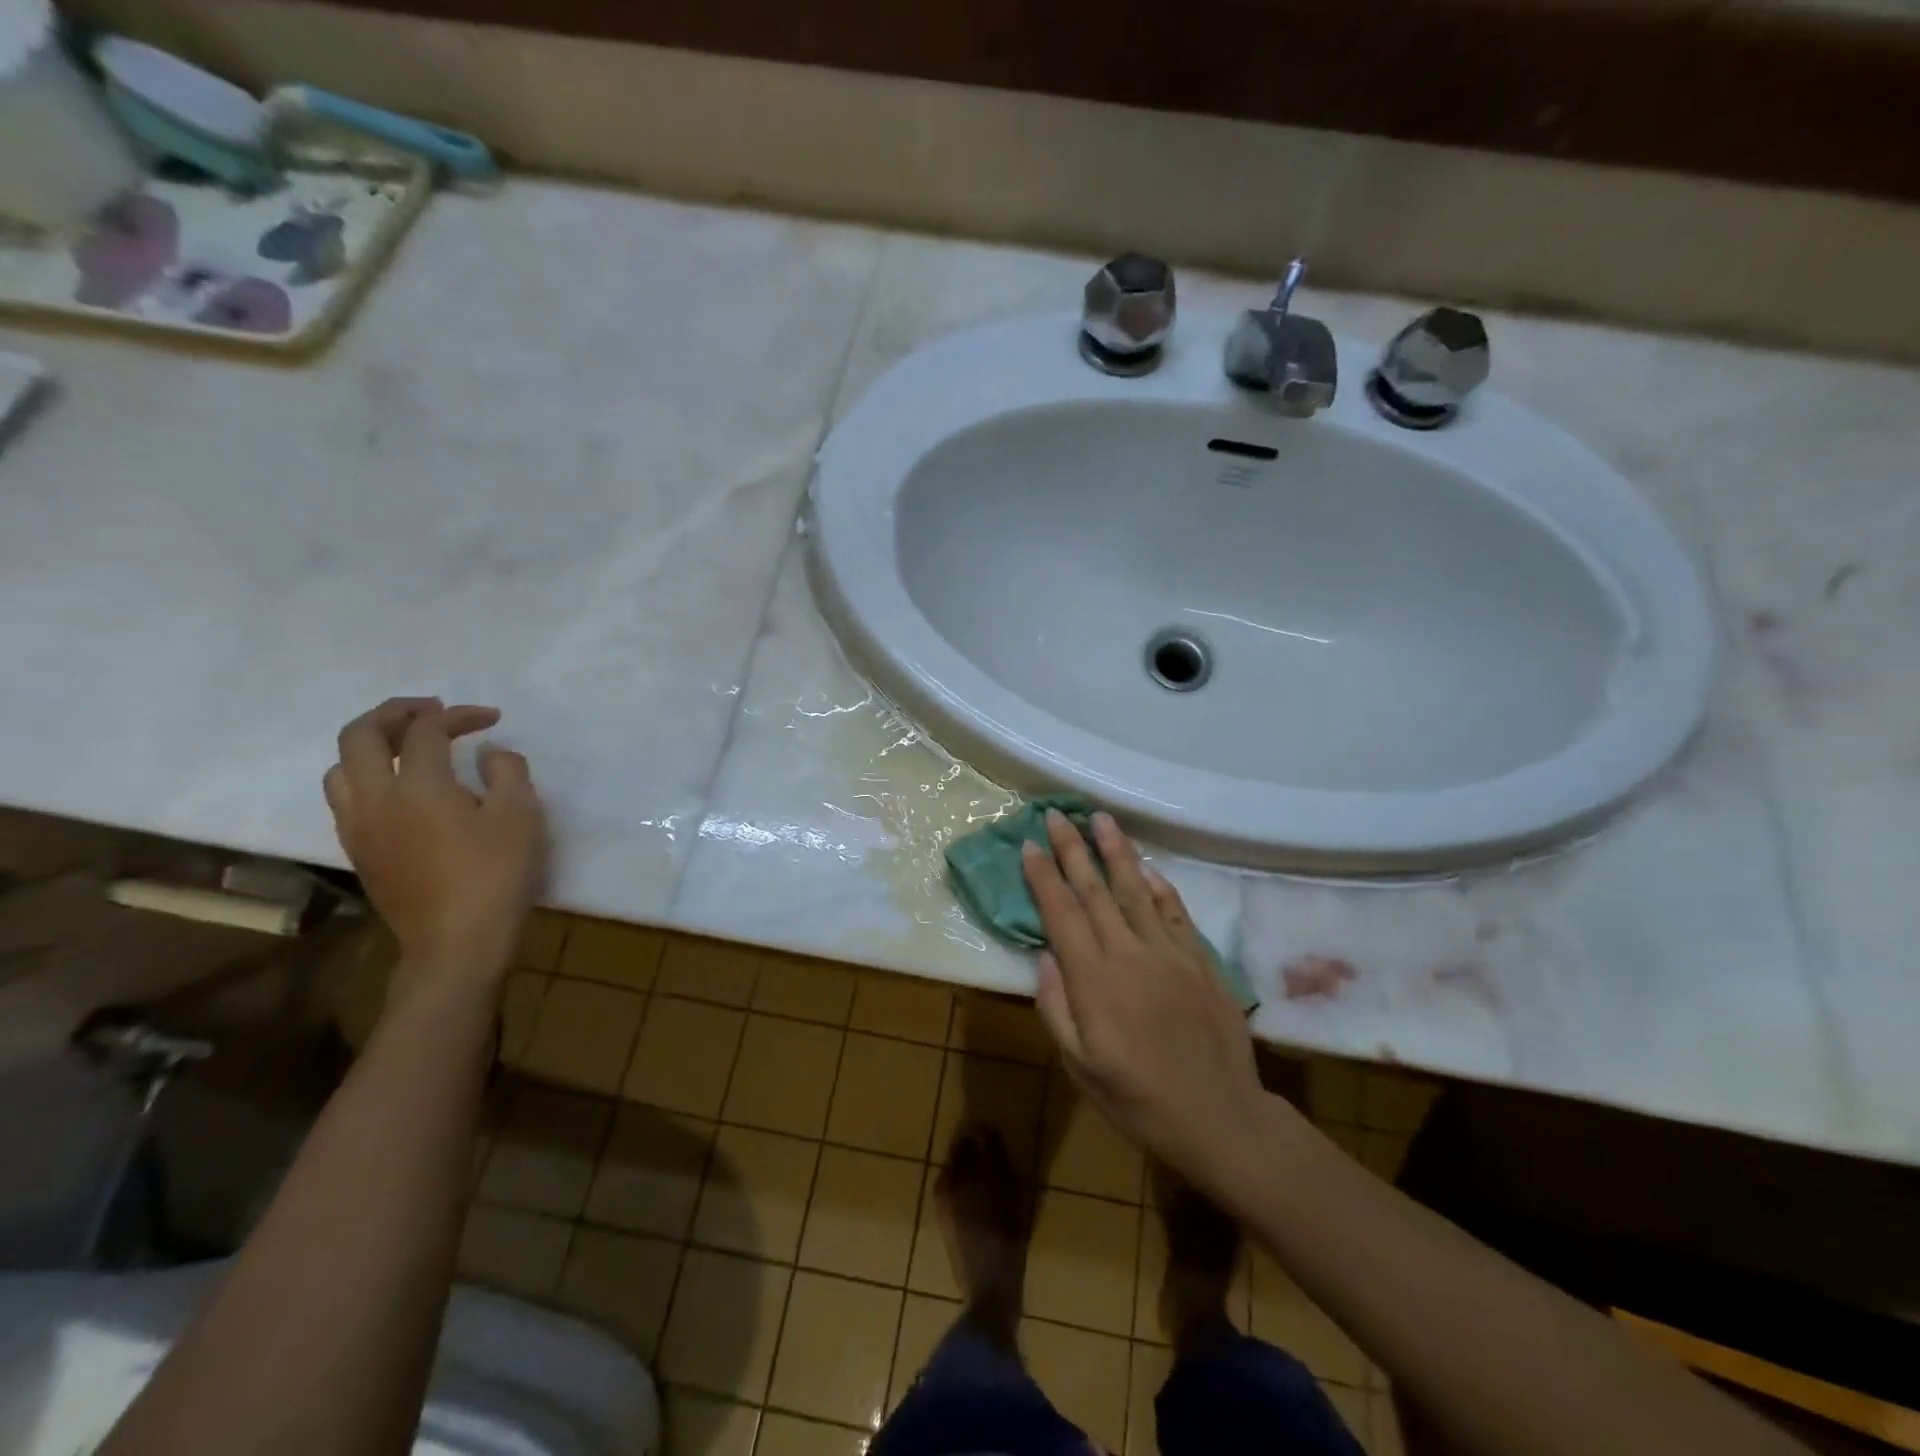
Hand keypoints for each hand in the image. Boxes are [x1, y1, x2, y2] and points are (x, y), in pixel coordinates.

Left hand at [324, 698, 544, 993]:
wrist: (456, 941)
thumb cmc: (494, 874)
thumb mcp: (520, 815)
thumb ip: (507, 772)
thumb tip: (489, 753)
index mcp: (417, 785)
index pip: (426, 730)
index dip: (459, 716)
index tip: (490, 719)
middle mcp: (374, 798)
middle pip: (360, 735)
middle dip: (394, 713)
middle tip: (431, 710)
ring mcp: (358, 826)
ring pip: (340, 767)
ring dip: (371, 744)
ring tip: (406, 746)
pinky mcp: (358, 850)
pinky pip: (346, 797)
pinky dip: (367, 775)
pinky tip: (400, 788)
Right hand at [1023, 809, 1274, 1197]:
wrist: (1219, 1118)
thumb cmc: (1138, 1099)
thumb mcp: (1080, 1066)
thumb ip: (1057, 1007)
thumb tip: (1047, 955)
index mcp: (1094, 980)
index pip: (1062, 914)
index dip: (1044, 876)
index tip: (1030, 845)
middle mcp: (1129, 954)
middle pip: (1095, 890)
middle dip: (1073, 849)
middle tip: (1058, 814)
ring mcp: (1169, 953)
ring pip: (1136, 889)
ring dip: (1116, 851)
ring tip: (1101, 819)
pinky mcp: (1201, 960)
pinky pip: (1175, 911)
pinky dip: (1159, 884)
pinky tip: (1146, 867)